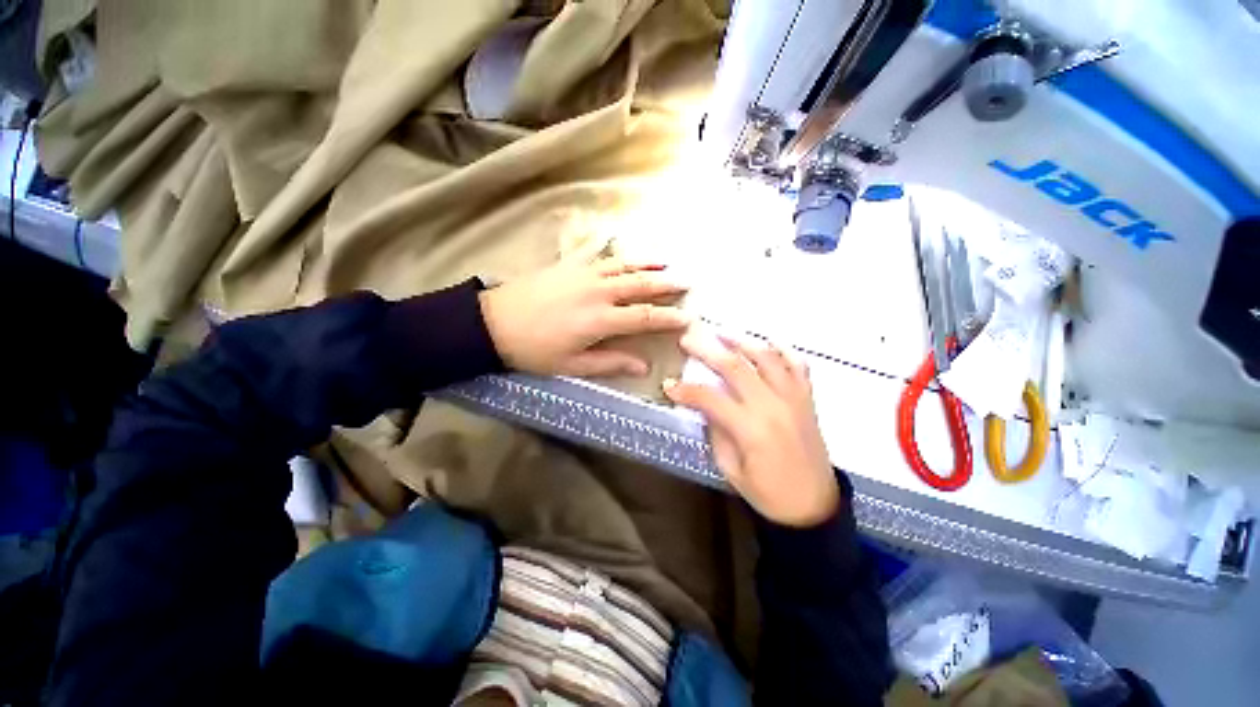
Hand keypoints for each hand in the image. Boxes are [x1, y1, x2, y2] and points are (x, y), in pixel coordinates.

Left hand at [479, 256, 690, 376]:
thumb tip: (644, 366)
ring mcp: (584, 274)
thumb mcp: (572, 365)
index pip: (645, 317)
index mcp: (601, 320)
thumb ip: (610, 363)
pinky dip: (613, 249)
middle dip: (667, 283)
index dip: (669, 318)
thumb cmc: (534, 350)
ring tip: (667, 259)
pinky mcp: (569, 265)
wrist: (494, 323)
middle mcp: (599, 292)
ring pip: (624, 265)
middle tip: (688, 280)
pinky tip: (623, 245)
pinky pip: (597, 253)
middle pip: (641, 285)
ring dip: (647, 262)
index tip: (688, 318)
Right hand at [664, 330, 838, 526]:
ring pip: (766, 357)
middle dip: (707, 351)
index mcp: (751, 428)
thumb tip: (705, 405)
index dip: (686, 390)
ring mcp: (793, 398)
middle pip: (735, 366)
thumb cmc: (768, 493)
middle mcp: (773, 405)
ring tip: (722, 333)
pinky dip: (783, 349)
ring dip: (742, 340)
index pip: (710, 398)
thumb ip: (717, 431)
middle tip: (687, 340)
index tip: (669, 385)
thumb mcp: (731, 469)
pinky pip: (797, 365)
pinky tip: (767, 341)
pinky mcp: (807, 398)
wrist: (814, 506)